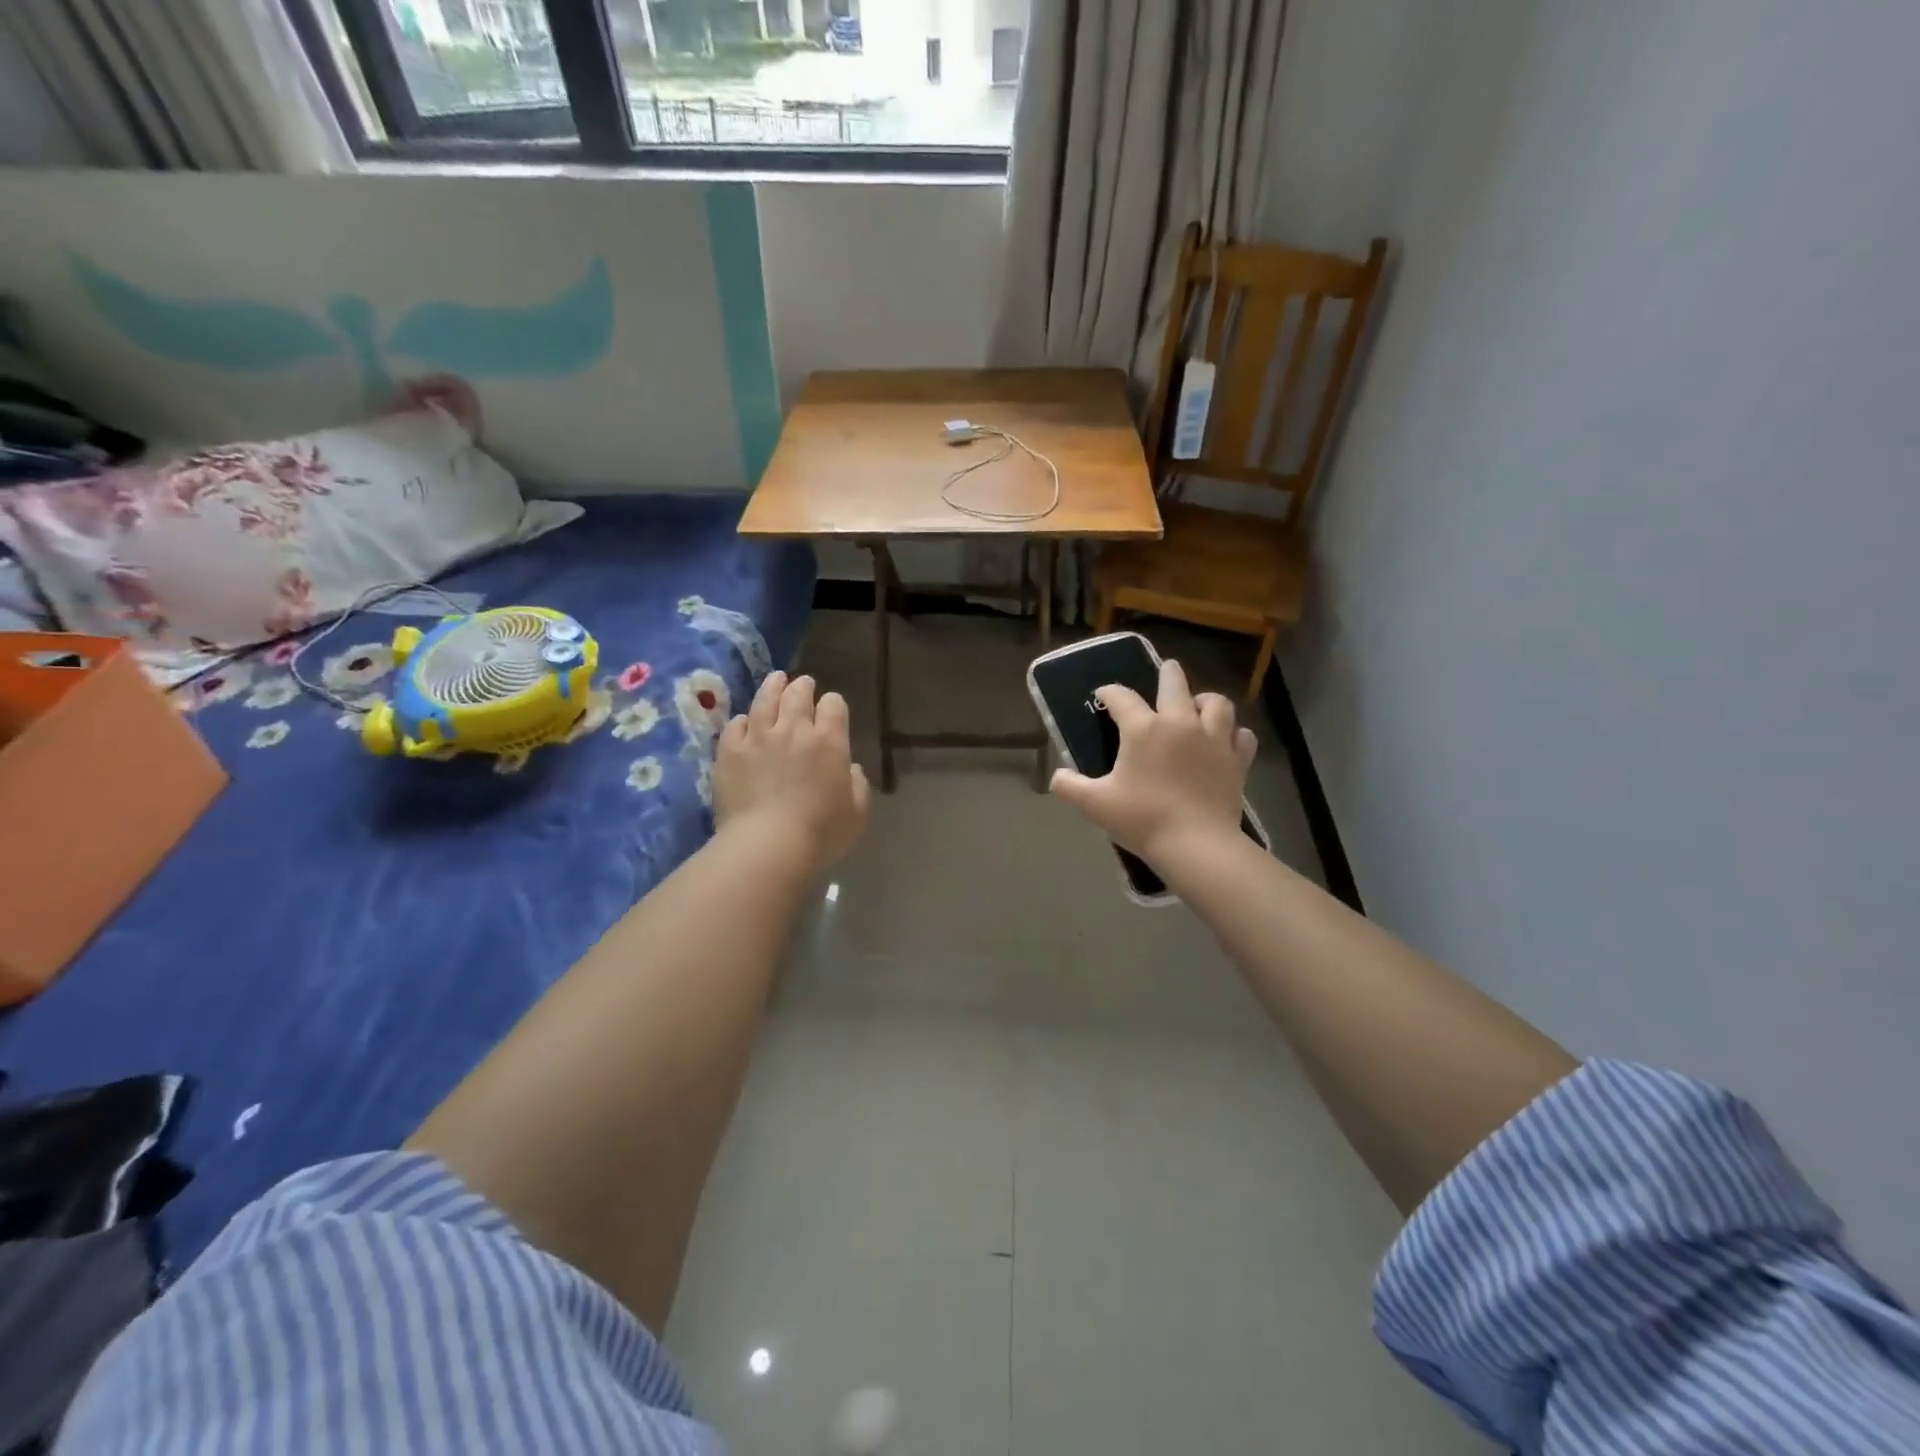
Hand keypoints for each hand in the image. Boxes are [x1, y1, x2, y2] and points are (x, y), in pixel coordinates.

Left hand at [714, 671, 869, 874]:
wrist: (767, 845)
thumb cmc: (821, 833)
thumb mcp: (857, 813)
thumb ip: (857, 785)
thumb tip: (849, 769)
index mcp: (829, 741)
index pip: (834, 705)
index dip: (833, 705)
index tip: (832, 710)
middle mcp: (793, 730)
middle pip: (798, 695)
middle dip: (803, 686)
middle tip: (803, 684)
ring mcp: (757, 737)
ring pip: (764, 700)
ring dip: (772, 687)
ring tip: (775, 679)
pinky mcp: (729, 752)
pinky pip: (734, 726)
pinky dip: (742, 721)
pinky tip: (744, 722)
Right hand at [1049, 658, 1255, 870]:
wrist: (1196, 844)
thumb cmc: (1142, 819)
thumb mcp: (1095, 804)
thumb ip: (1070, 786)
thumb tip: (1056, 777)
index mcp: (1143, 728)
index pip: (1122, 697)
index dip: (1109, 692)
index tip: (1103, 695)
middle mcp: (1180, 722)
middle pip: (1175, 683)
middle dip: (1167, 674)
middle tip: (1166, 671)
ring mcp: (1214, 738)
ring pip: (1216, 702)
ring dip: (1205, 700)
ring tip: (1198, 707)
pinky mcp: (1237, 759)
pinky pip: (1241, 735)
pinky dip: (1232, 733)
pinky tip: (1225, 741)